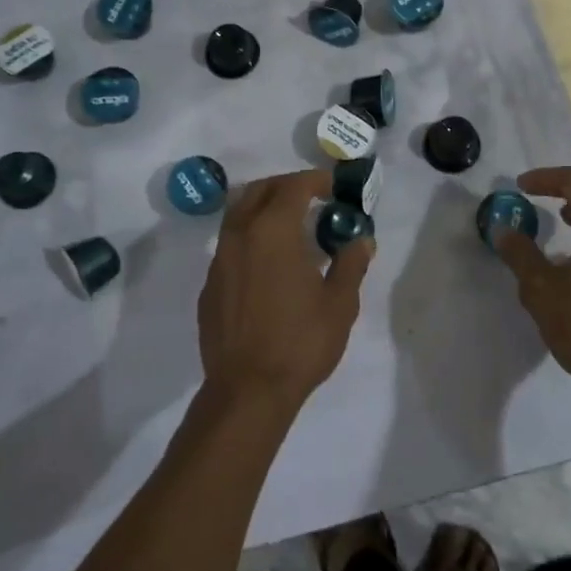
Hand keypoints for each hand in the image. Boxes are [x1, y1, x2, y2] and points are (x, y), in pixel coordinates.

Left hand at [197, 168, 374, 412]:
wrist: (248, 390)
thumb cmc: (300, 342)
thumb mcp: (339, 304)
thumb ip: (350, 264)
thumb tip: (361, 240)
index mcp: (273, 231)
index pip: (293, 187)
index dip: (314, 180)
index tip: (332, 185)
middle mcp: (240, 235)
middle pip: (259, 191)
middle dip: (286, 186)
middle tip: (311, 197)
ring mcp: (219, 260)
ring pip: (238, 214)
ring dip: (263, 208)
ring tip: (288, 225)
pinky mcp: (209, 285)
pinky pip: (229, 245)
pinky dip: (249, 238)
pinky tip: (266, 264)